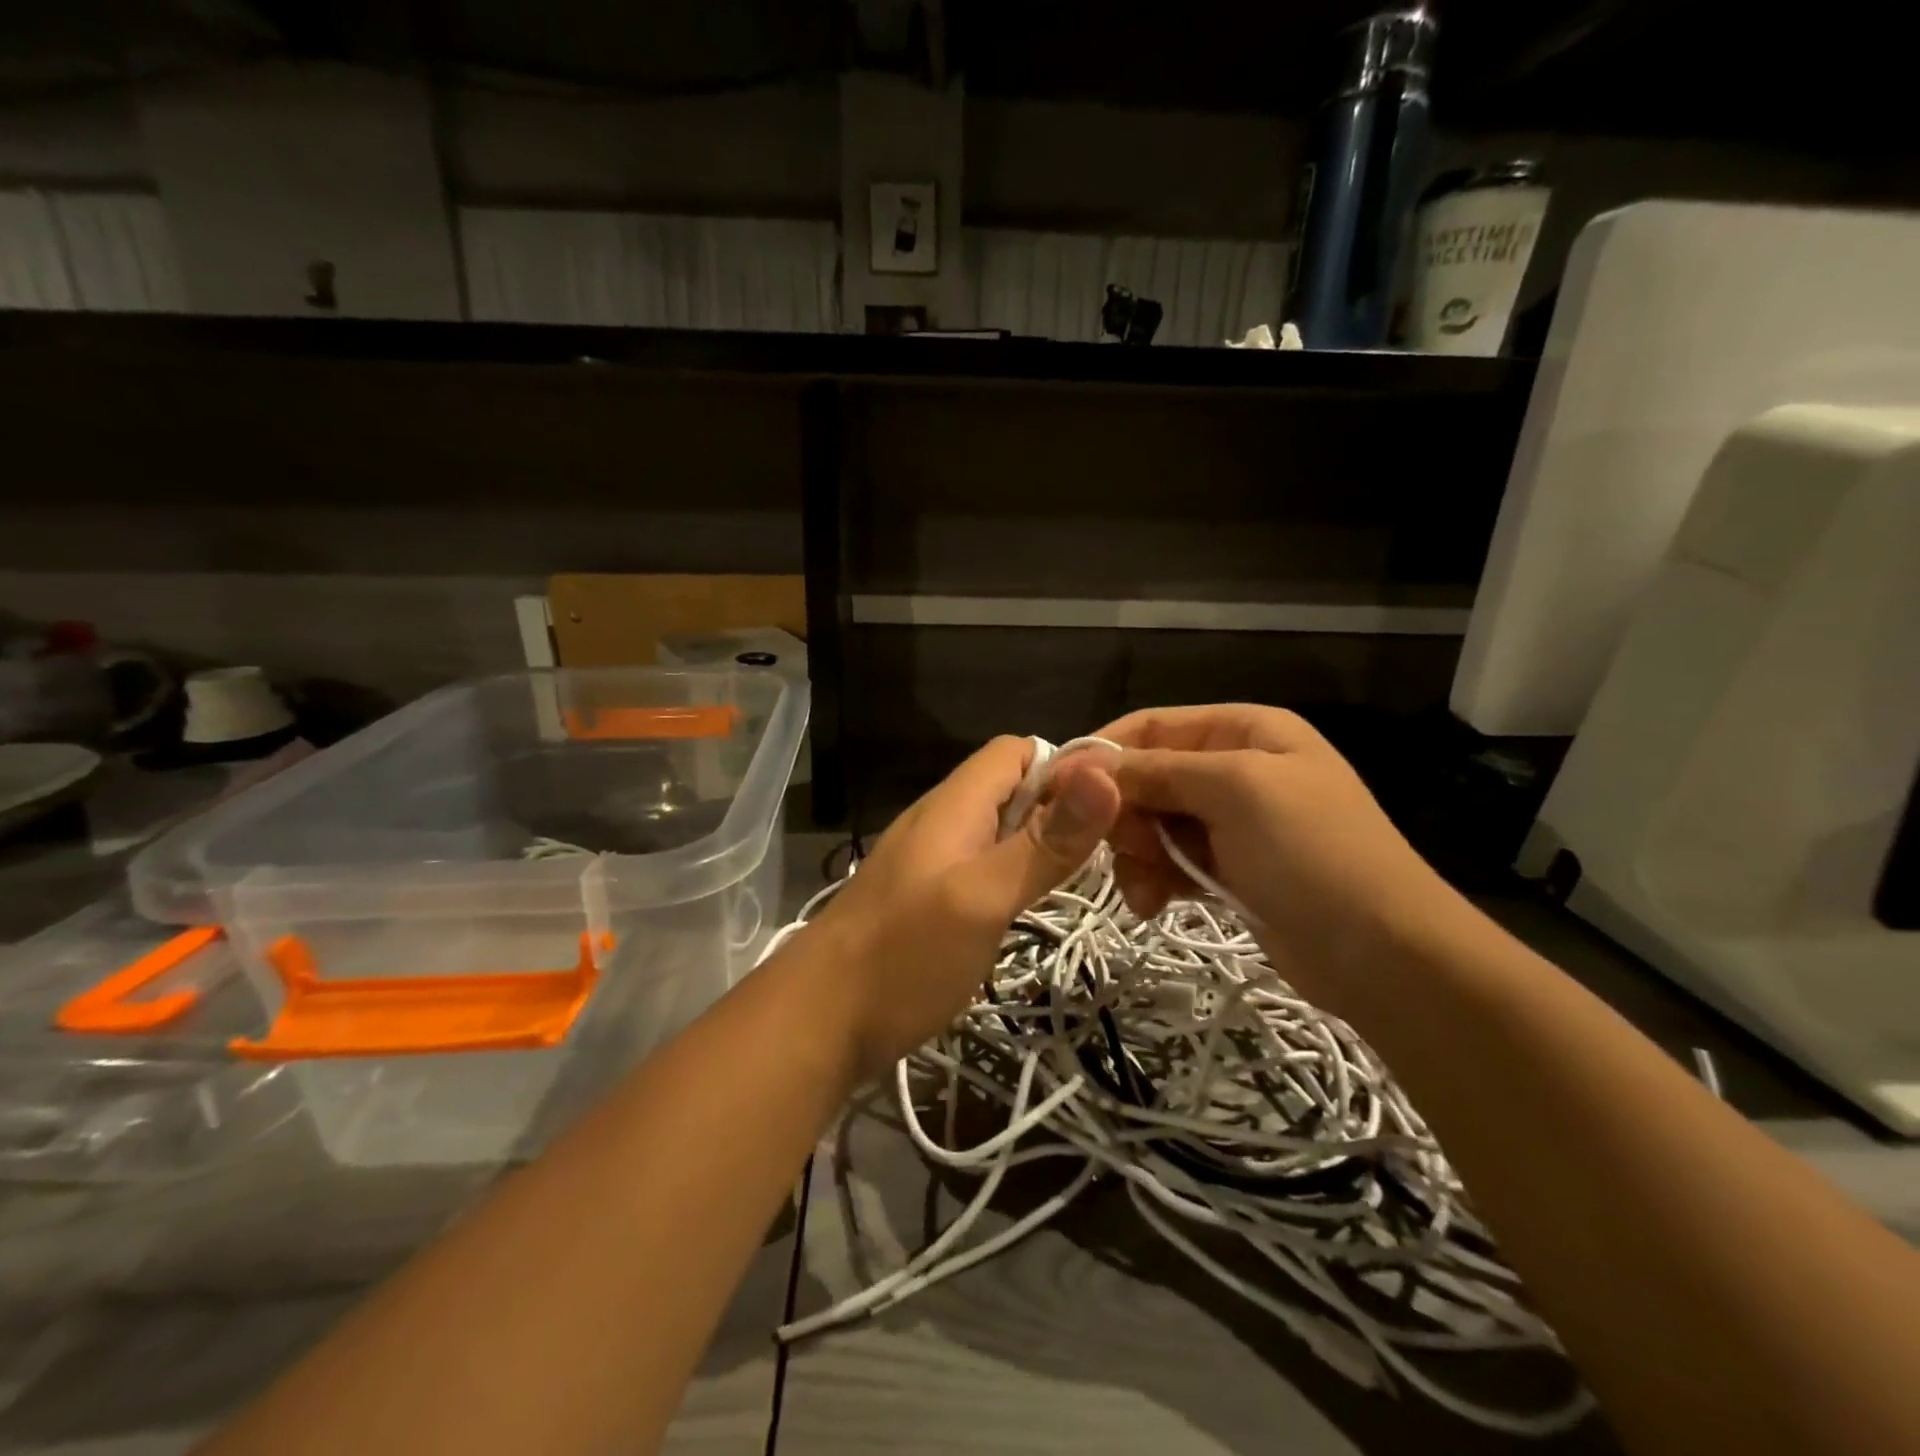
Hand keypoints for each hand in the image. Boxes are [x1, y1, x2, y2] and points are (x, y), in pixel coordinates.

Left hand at [807, 736, 1120, 1081]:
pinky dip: (1014, 876)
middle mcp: (942, 821)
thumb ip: (1043, 843)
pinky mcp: (927, 898)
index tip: (1112, 808)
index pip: (1018, 751)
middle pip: (1012, 789)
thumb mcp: (982, 898)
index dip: (1066, 768)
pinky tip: (1031, 909)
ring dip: (1040, 845)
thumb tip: (1104, 773)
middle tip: (1110, 854)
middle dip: (1062, 809)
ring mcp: (931, 861)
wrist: (816, 1024)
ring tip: (1083, 882)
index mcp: (954, 804)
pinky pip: (981, 866)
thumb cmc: (903, 957)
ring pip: (999, 830)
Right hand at [1097, 705, 1457, 997]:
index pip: (1152, 726)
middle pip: (1148, 777)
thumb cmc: (1312, 852)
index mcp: (1245, 730)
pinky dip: (1154, 879)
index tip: (1058, 790)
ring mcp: (1232, 822)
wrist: (1384, 955)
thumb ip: (1155, 771)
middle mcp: (1235, 767)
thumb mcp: (1233, 791)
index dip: (1104, 753)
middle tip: (1120, 850)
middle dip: (1125, 814)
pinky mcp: (1227, 868)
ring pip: (1152, 823)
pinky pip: (1170, 860)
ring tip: (1144, 890)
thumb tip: (1081, 762)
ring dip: (1137, 854)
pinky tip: (1154, 904)